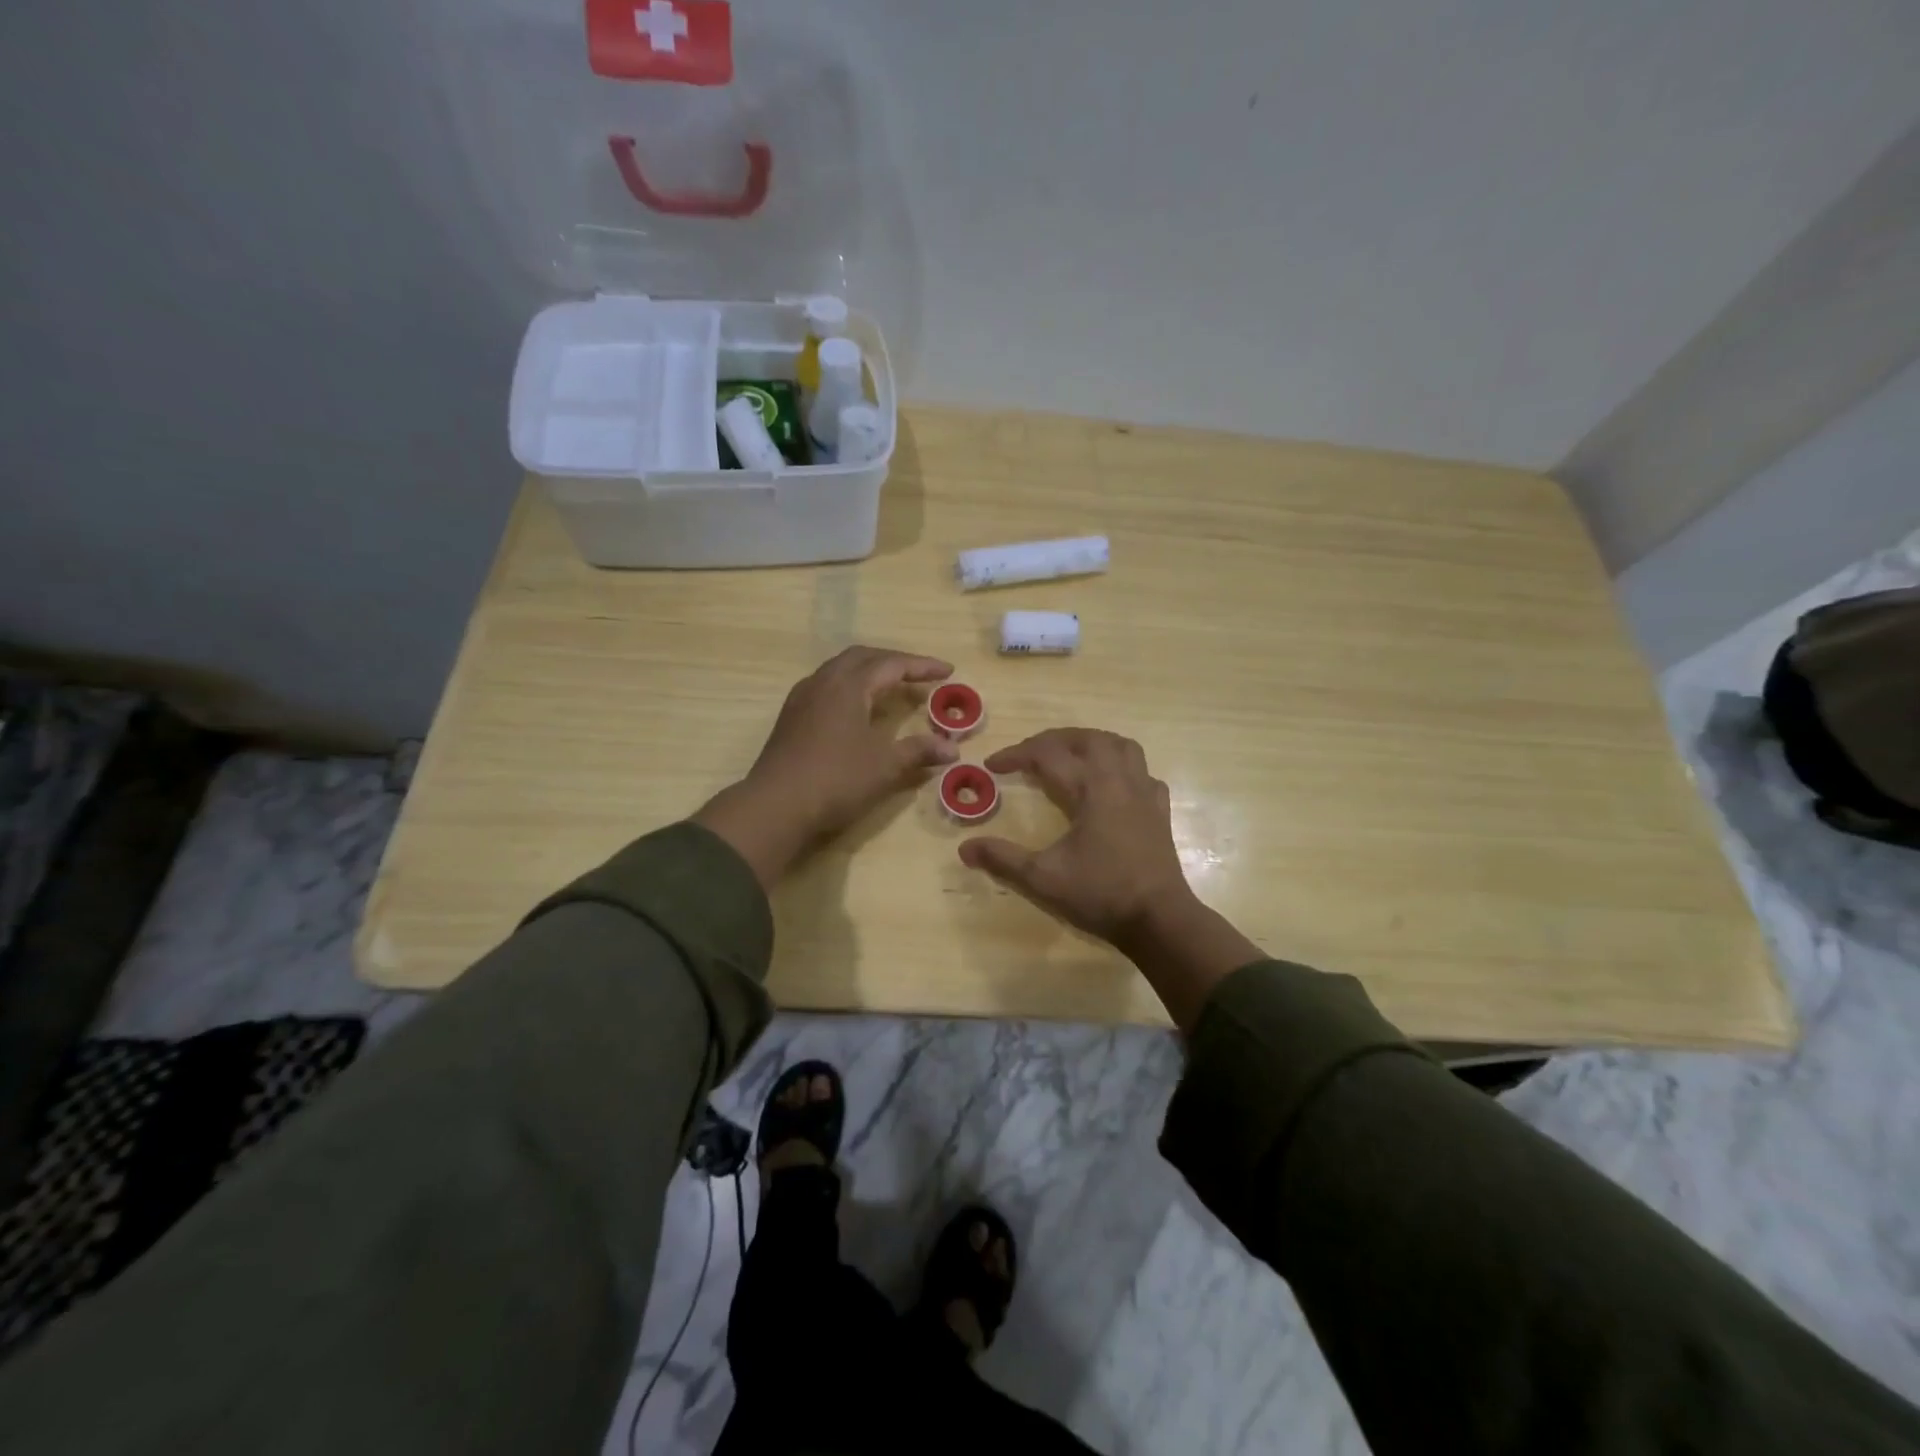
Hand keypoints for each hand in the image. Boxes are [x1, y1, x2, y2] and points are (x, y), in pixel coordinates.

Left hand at [695, 647, 957, 887]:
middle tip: (919, 674)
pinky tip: (856, 708)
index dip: (922, 666)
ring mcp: (802, 697)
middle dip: (894, 661)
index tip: (948, 670)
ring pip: (840, 668)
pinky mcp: (791, 716)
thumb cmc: (836, 780)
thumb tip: (952, 748)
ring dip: (869, 671)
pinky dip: (850, 686)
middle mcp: (824, 681)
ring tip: (890, 686)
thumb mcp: (885, 766)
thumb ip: (919, 751)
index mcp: (849, 685)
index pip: (892, 664)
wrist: (775, 805)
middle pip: (863, 657)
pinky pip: (826, 685)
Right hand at [958, 728, 1260, 1031]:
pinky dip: (1122, 767)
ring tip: (1070, 753)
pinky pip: (1143, 772)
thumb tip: (964, 847)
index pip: (1047, 755)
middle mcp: (1119, 780)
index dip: (1016, 755)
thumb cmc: (1101, 895)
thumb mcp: (1043, 879)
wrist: (1159, 919)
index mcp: (1090, 789)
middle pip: (1086, 739)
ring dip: (1091, 742)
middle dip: (1052, 739)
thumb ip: (1003, 859)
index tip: (992, 765)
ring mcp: (1144, 793)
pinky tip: (1112, 783)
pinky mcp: (1159, 810)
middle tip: (1028, 753)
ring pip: (1121, 746)